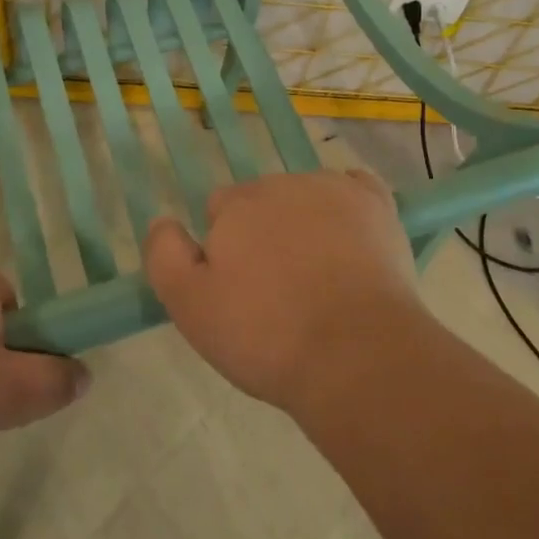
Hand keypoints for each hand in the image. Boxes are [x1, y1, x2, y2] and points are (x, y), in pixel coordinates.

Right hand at [143, 170, 425, 413]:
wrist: (356, 354)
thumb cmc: (266, 336)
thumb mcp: (190, 308)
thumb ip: (165, 256)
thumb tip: (162, 221)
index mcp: (236, 205)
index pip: (219, 210)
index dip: (225, 248)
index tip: (239, 287)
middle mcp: (282, 183)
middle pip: (263, 200)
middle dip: (265, 233)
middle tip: (278, 290)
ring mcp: (333, 189)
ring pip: (307, 196)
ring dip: (306, 223)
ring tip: (321, 279)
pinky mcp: (376, 204)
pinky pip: (356, 186)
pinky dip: (350, 205)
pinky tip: (353, 236)